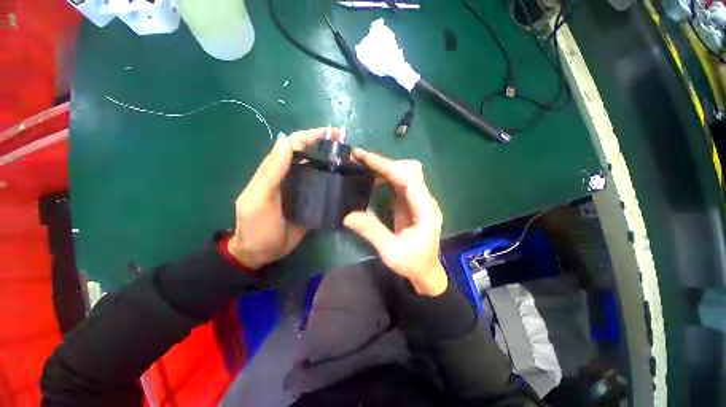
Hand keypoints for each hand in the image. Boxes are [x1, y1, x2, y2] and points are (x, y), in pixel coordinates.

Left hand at [228, 128, 339, 269]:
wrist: (261, 253)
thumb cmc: (256, 226)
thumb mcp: (258, 198)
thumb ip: (270, 172)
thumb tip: (285, 139)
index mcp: (277, 171)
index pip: (295, 145)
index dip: (312, 135)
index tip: (334, 133)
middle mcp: (291, 176)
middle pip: (311, 156)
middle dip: (328, 148)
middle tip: (350, 150)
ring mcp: (303, 190)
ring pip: (319, 171)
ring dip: (334, 165)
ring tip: (353, 165)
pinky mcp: (312, 203)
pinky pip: (324, 189)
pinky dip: (334, 184)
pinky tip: (347, 184)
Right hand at [343, 149, 447, 295]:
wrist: (425, 272)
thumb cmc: (412, 264)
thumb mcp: (391, 252)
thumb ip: (372, 232)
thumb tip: (348, 216)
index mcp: (425, 209)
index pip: (408, 177)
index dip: (386, 165)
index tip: (364, 157)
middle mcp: (424, 200)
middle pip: (408, 170)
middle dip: (384, 163)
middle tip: (360, 159)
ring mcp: (418, 200)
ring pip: (404, 174)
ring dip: (384, 168)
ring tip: (362, 164)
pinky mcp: (410, 203)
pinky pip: (399, 183)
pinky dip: (385, 177)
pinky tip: (371, 179)